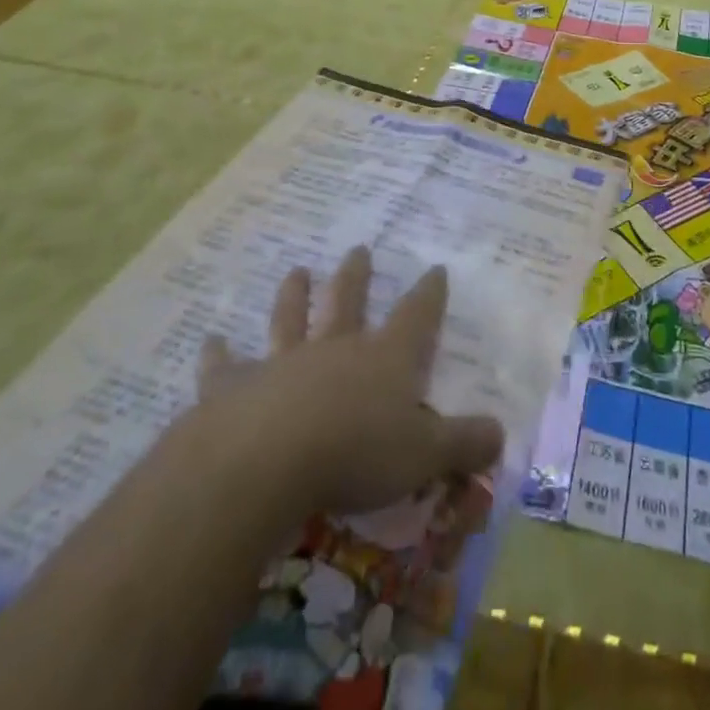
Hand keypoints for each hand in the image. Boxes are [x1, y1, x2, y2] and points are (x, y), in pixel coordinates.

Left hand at [198, 246, 504, 516]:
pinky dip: (217, 354)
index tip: (435, 268)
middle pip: (349, 301)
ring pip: (291, 319)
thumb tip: (500, 434)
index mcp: (385, 358)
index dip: (429, 293)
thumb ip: (464, 443)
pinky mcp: (236, 386)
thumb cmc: (357, 453)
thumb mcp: (425, 455)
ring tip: (296, 270)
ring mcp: (284, 362)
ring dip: (294, 295)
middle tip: (358, 249)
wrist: (268, 461)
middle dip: (356, 275)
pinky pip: (225, 366)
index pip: (416, 316)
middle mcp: (337, 348)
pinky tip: (209, 341)